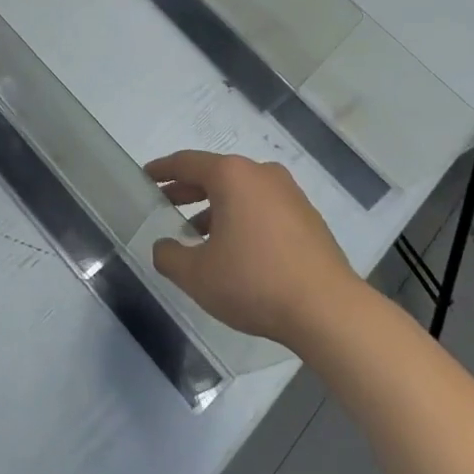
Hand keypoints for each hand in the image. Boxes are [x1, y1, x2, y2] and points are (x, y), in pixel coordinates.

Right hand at [146, 151, 360, 348]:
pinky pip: (263, 208)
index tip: (145, 176)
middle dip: (187, 189)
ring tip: (195, 233)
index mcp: (233, 176)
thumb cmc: (254, 282)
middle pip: (215, 174)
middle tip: (164, 203)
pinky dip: (241, 218)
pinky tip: (233, 248)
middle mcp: (262, 174)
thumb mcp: (196, 275)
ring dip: (215, 207)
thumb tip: (163, 246)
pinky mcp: (308, 218)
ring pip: (241, 192)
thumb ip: (169, 256)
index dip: (162, 170)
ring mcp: (290, 194)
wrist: (327, 310)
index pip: (187, 163)